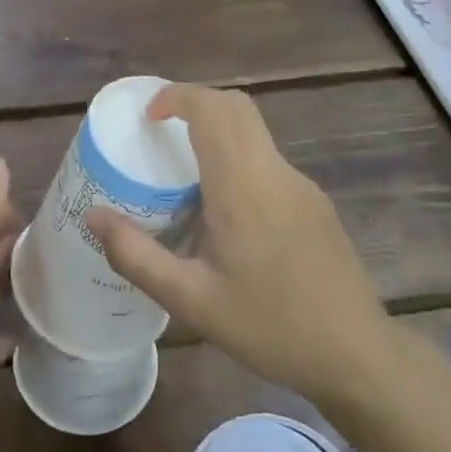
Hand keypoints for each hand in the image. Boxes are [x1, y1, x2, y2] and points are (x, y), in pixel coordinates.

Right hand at [88, 85, 390, 405]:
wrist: (357, 354)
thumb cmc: (270, 326)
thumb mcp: (192, 300)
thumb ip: (136, 256)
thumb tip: (93, 216)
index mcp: (242, 186)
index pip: (212, 108)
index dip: (176, 96)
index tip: (148, 117)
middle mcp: (274, 172)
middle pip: (236, 107)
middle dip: (195, 104)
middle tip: (160, 133)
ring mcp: (301, 184)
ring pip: (255, 131)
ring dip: (218, 131)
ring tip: (185, 175)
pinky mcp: (315, 202)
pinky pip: (268, 160)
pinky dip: (238, 158)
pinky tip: (226, 214)